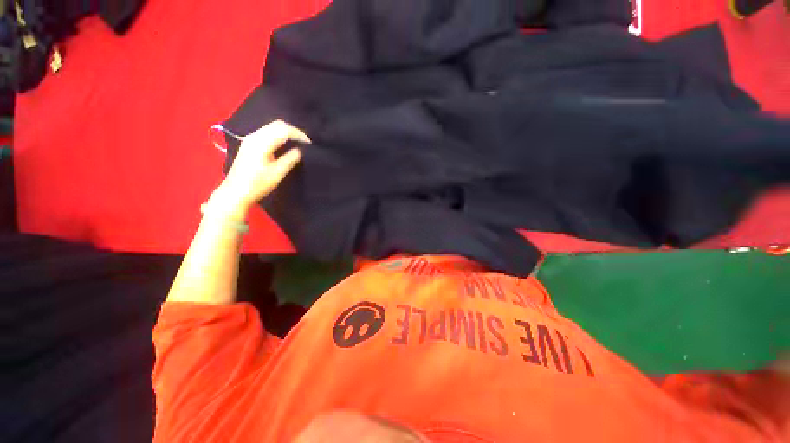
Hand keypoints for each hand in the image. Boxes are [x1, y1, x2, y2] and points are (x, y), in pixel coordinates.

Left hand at [212, 120, 309, 216]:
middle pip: (277, 124)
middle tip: (305, 142)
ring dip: (286, 132)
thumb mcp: (277, 173)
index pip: (283, 129)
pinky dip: (279, 135)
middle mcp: (254, 137)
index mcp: (261, 143)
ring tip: (298, 143)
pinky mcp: (249, 144)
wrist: (235, 192)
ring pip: (271, 127)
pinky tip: (285, 144)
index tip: (309, 143)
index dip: (298, 134)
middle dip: (293, 131)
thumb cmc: (257, 185)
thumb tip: (300, 150)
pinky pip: (267, 132)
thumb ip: (290, 159)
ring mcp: (250, 139)